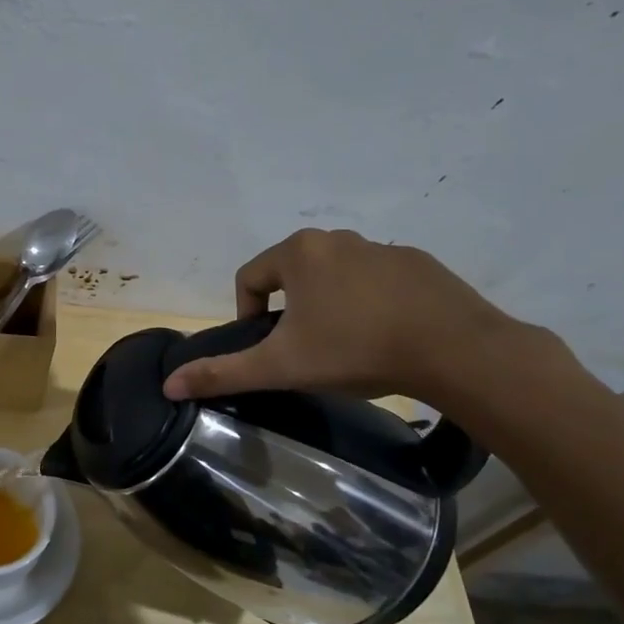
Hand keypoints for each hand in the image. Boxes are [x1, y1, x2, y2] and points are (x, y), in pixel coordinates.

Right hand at [162, 228, 517, 404]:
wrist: (455, 350)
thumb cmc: (355, 349)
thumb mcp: (281, 366)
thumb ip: (223, 373)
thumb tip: (168, 384)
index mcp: (299, 252)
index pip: (249, 279)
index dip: (247, 316)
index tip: (268, 350)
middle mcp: (336, 239)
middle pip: (290, 275)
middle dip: (289, 312)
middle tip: (304, 352)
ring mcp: (382, 248)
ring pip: (334, 278)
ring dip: (327, 307)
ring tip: (344, 348)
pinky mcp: (418, 264)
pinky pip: (375, 282)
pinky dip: (368, 305)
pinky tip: (384, 337)